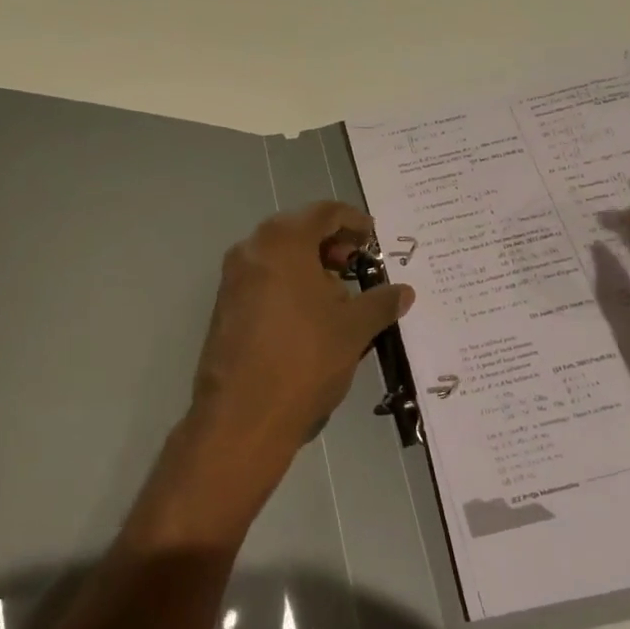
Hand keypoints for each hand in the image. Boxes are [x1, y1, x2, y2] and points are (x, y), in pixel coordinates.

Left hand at [189, 202, 415, 470]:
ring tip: (338, 296)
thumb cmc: (304, 358)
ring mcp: (233, 277)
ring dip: (309, 265)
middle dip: (330, 244)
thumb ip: (381, 302)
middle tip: (356, 265)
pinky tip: (309, 316)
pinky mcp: (224, 305)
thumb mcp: (354, 328)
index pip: (325, 212)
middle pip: (298, 230)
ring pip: (278, 255)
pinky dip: (288, 284)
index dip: (354, 222)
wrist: (242, 416)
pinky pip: (263, 279)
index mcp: (283, 240)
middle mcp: (252, 248)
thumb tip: (404, 291)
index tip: (373, 240)